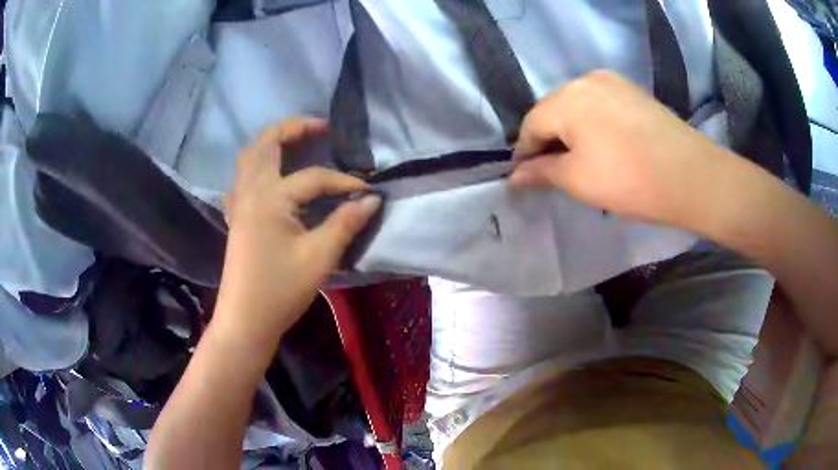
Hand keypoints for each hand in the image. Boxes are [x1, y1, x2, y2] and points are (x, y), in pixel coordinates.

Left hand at [217, 118, 380, 338]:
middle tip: (320, 127)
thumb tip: (371, 199)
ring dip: (271, 143)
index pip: (313, 178)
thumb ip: (345, 223)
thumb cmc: (280, 291)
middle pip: (265, 144)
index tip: (368, 192)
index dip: (343, 182)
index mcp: (270, 198)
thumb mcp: (319, 257)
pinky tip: (269, 178)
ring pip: (248, 158)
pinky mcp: (236, 218)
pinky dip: (255, 168)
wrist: (245, 321)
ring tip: (296, 142)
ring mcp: (238, 204)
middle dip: (293, 128)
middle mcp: (250, 192)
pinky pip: (241, 180)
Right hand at [510, 70, 728, 226]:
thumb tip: (515, 176)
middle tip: (552, 172)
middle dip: (549, 141)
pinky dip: (593, 125)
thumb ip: (542, 173)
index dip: (524, 152)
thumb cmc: (630, 180)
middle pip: (554, 111)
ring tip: (579, 161)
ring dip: (572, 133)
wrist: (693, 177)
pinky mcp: (633, 92)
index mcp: (568, 98)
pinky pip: (601, 105)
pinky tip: (603, 146)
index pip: (532, 124)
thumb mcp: (579, 181)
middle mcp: (587, 80)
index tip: (524, 177)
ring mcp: (614, 82)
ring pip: (578, 107)